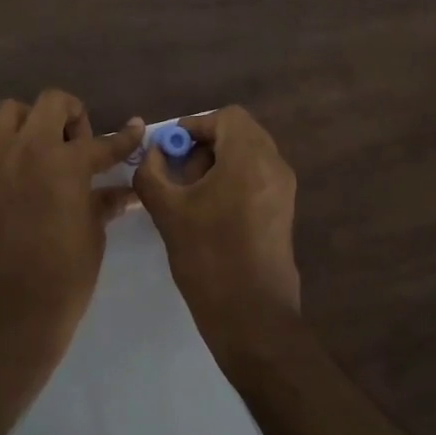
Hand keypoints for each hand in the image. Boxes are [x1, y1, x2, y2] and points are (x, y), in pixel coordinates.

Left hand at [0, 91, 144, 359]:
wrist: (12, 314)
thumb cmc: (65, 277)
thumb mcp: (94, 235)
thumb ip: (104, 203)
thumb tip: (124, 192)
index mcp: (67, 164)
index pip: (104, 142)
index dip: (125, 138)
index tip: (135, 128)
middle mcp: (28, 151)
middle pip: (51, 101)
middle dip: (70, 115)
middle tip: (75, 145)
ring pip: (5, 112)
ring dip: (24, 123)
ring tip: (33, 147)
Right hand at [132, 106, 300, 360]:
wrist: (252, 317)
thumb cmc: (208, 257)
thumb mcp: (168, 211)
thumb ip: (152, 173)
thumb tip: (151, 154)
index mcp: (250, 158)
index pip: (227, 117)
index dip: (196, 125)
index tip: (172, 148)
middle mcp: (274, 166)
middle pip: (240, 133)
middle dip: (206, 144)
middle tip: (180, 170)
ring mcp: (284, 190)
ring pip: (249, 155)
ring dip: (219, 162)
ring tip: (191, 193)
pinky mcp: (284, 212)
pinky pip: (257, 177)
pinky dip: (233, 179)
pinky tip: (210, 210)